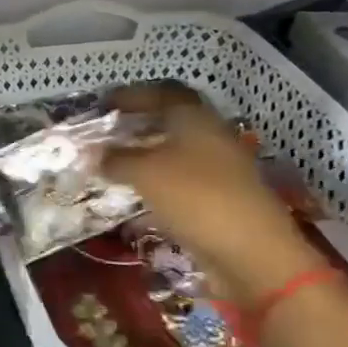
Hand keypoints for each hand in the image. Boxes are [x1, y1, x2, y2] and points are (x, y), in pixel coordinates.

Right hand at [103, 83, 323, 304]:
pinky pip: (183, 179)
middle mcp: (211, 136)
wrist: (252, 254)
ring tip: (117, 164)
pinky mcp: (222, 198)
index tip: (105, 104)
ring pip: (177, 151)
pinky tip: (140, 192)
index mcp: (195, 118)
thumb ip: (116, 159)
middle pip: (171, 120)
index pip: (162, 92)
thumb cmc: (196, 197)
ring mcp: (220, 168)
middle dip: (138, 124)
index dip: (133, 95)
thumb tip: (95, 153)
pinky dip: (160, 179)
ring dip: (147, 154)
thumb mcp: (145, 173)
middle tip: (108, 133)